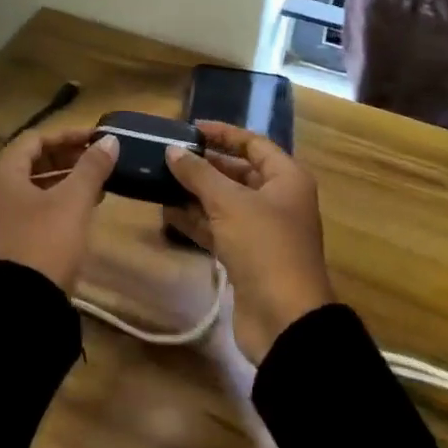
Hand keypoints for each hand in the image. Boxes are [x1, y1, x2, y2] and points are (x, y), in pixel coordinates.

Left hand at [0, 127, 118, 293]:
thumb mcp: (73, 202)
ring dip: (62, 182)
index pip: (35, 139)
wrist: (19, 309)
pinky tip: (79, 211)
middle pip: (30, 162)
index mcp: (0, 173)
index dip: (67, 135)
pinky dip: (52, 203)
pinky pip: (27, 210)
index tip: (96, 139)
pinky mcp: (0, 243)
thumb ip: (91, 167)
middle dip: (66, 158)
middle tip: (98, 160)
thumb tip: (109, 141)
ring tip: (95, 185)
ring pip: (30, 188)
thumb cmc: (44, 243)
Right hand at [165, 122, 334, 363]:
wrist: (284, 319)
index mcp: (286, 179)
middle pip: (238, 172)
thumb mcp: (229, 203)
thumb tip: (172, 151)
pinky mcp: (247, 257)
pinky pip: (219, 229)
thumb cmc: (264, 247)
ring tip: (160, 180)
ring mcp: (263, 231)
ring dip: (196, 193)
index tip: (190, 128)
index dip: (223, 133)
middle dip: (205, 165)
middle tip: (168, 155)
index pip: (253, 144)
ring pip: (225, 202)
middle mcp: (278, 200)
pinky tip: (167, 212)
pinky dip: (196, 220)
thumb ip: (199, 174)